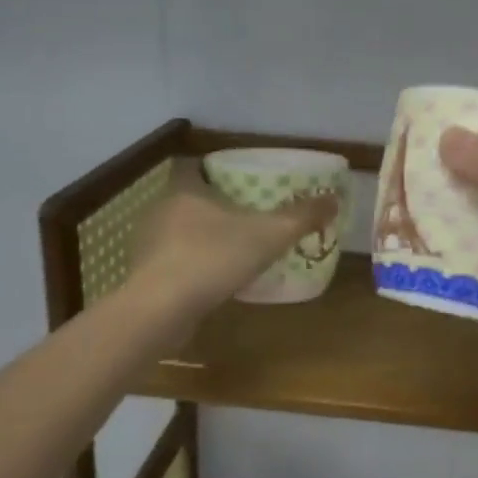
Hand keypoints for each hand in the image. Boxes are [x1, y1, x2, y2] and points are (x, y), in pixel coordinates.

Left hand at [134, 185, 337, 317]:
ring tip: (236, 250)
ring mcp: (148, 244)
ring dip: (205, 238)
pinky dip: (193, 265)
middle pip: (192, 198)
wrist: (159, 311)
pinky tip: (214, 279)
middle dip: (219, 206)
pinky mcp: (143, 275)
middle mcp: (161, 209)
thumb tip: (334, 199)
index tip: (246, 182)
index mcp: (185, 188)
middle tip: (250, 216)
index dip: (221, 171)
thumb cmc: (212, 258)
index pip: (199, 166)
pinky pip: (174, 260)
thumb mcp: (269, 234)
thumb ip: (302, 216)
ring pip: (181, 231)